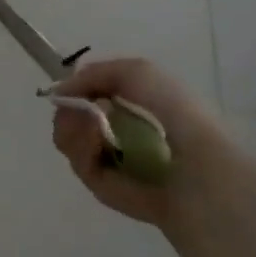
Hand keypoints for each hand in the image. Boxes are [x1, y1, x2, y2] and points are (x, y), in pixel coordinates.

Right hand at [49, 58, 234, 224]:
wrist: (193, 162)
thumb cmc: (173, 110)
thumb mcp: (136, 71)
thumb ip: (94, 73)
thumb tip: (62, 91)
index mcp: (130, 104)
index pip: (86, 94)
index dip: (75, 89)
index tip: (70, 88)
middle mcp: (116, 130)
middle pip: (70, 115)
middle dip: (68, 108)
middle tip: (75, 107)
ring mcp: (107, 158)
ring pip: (67, 136)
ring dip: (71, 125)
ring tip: (91, 125)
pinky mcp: (100, 185)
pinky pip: (77, 160)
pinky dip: (81, 146)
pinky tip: (95, 141)